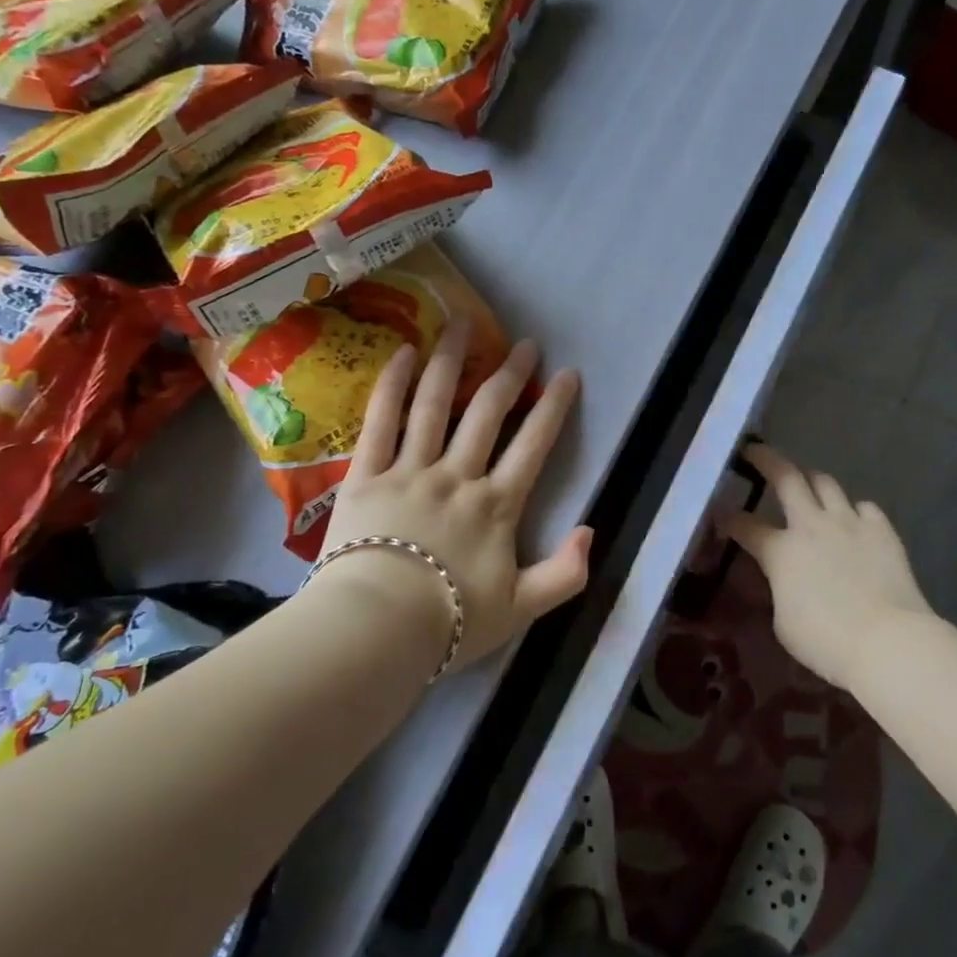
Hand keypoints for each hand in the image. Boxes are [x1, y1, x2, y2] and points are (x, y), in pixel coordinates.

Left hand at [315, 316, 592, 672]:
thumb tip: (591, 531)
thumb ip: (565, 574)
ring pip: (435, 404)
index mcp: (496, 506)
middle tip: (524, 343)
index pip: (534, 445)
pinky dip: (393, 386)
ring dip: (451, 361)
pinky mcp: (365, 476)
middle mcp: (457, 476)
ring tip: (462, 323)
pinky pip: (380, 422)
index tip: (567, 374)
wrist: (373, 633)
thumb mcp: (523, 610)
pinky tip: (404, 353)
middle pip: (488, 413)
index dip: (554, 407)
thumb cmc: (449, 624)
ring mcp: (409, 471)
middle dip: (510, 374)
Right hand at [723, 444, 932, 691]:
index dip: (729, 519)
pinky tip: (854, 521)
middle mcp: (812, 525)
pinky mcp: (882, 530)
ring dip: (812, 480)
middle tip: (756, 451)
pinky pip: (864, 507)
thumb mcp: (784, 622)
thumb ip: (780, 589)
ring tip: (807, 483)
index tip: (720, 513)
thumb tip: (785, 579)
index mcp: (781, 551)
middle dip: (767, 460)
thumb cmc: (826, 641)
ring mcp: (849, 523)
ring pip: (826, 483)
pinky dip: (854, 511)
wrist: (888, 640)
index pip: (745, 526)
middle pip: (786, 478)